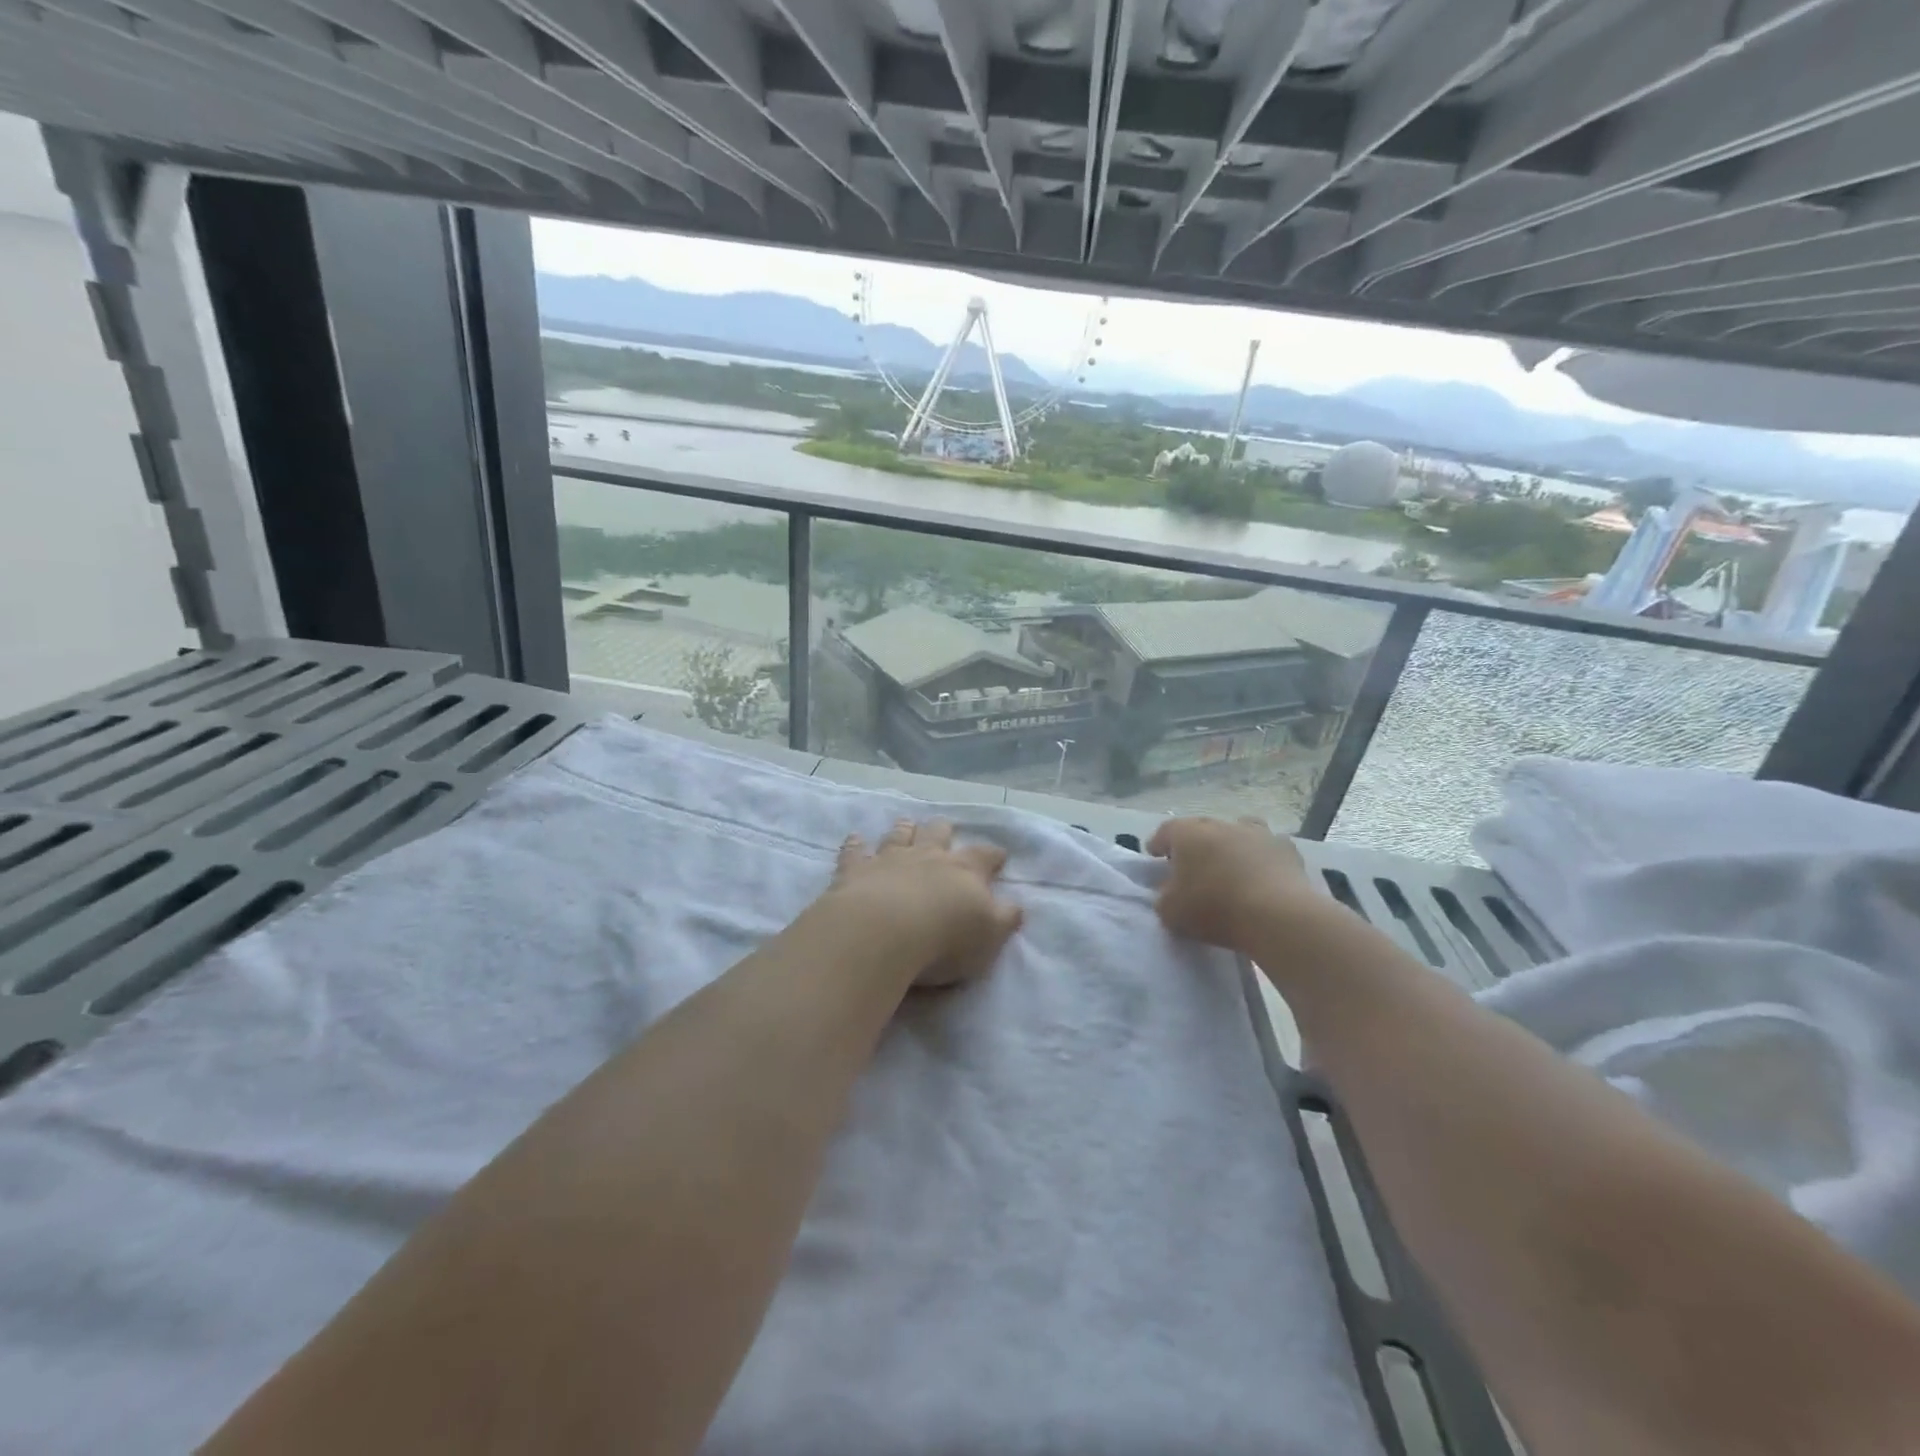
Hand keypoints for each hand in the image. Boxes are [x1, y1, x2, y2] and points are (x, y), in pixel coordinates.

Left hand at [827, 819, 1022, 987]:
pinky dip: (855, 844)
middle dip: (943, 831)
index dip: (993, 856)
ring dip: (904, 829)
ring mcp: (889, 859)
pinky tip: (855, 838)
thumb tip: (1016, 906)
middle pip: (937, 835)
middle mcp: (928, 857)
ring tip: (906, 822)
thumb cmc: (945, 939)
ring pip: (899, 836)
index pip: (984, 858)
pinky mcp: (855, 871)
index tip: (999, 855)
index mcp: (964, 872)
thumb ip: (1005, 919)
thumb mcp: (989, 936)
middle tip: (944, 826)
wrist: (884, 932)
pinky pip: (855, 852)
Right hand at [1147, 816, 1316, 952]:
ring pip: (1237, 831)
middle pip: (1201, 829)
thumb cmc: (1214, 908)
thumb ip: (1164, 898)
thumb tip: (1169, 891)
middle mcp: (1220, 824)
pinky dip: (1262, 858)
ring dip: (1230, 844)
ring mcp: (1257, 833)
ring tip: (1230, 866)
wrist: (1277, 915)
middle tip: (1192, 866)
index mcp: (1187, 833)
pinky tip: (1263, 876)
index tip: (1154, 858)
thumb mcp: (1171, 912)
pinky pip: (1267, 848)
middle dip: (1194, 844)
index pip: (1165, 831)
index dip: (1158, 844)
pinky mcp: (1287, 849)